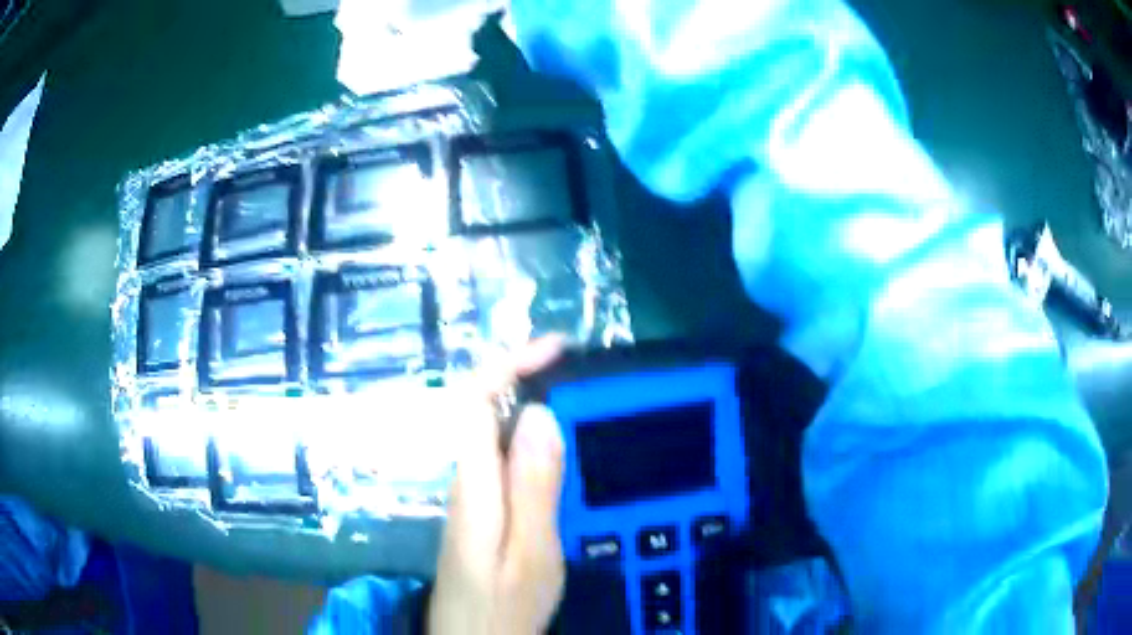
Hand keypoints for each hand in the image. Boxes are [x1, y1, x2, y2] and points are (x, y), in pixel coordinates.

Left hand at [428, 338, 566, 634]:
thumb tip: (539, 413)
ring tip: (586, 406)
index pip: (475, 400)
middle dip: (530, 379)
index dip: (510, 363)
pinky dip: (537, 441)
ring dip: (536, 408)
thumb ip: (533, 486)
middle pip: (486, 410)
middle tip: (586, 377)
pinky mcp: (484, 511)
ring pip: (498, 434)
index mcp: (474, 484)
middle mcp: (467, 479)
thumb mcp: (530, 552)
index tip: (558, 348)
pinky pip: (507, 460)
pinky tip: (566, 453)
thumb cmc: (503, 607)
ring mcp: (473, 496)